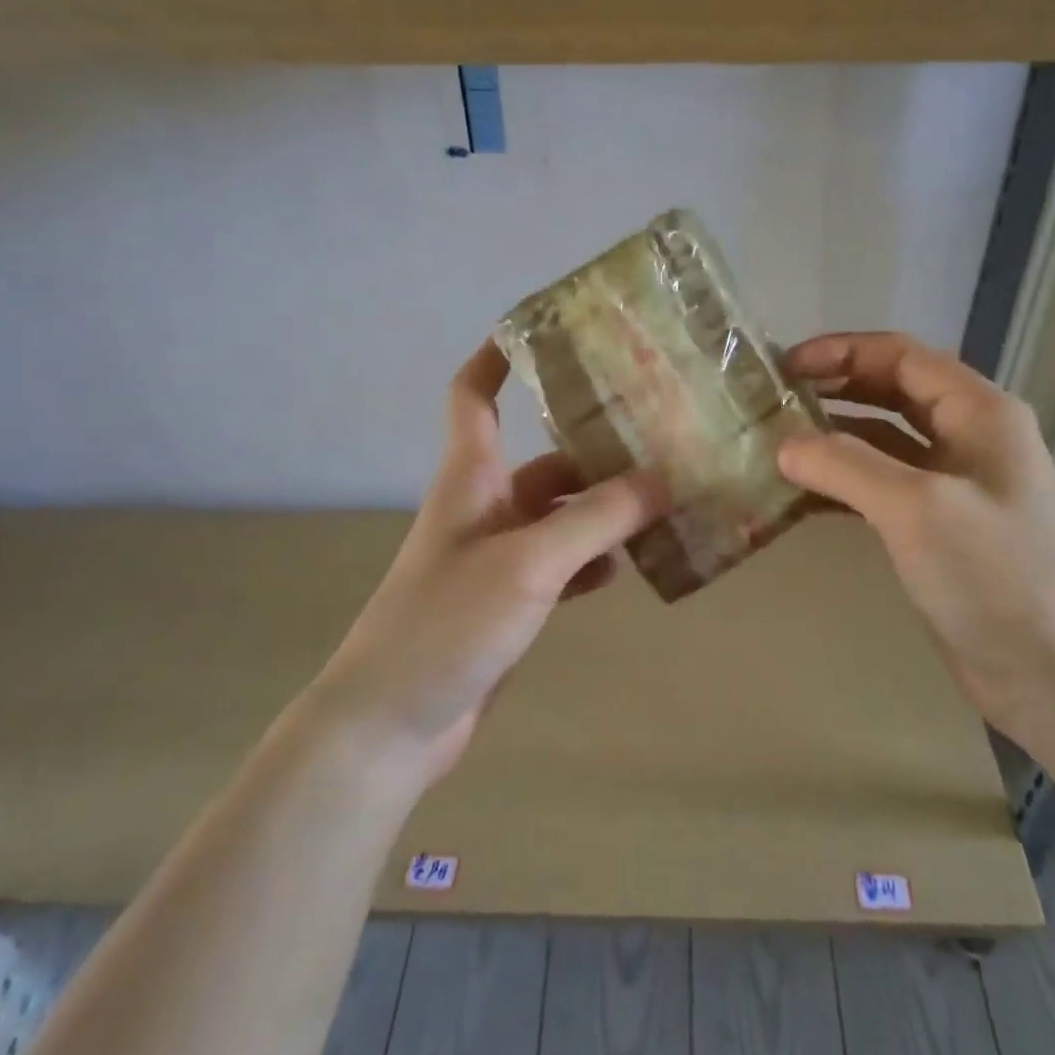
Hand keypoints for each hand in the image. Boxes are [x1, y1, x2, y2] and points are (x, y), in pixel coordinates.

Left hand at [316, 340, 666, 786]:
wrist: (391, 725)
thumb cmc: (448, 623)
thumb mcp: (530, 563)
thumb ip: (597, 519)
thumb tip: (663, 478)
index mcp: (472, 478)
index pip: (474, 396)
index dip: (497, 357)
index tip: (542, 329)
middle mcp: (484, 507)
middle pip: (543, 460)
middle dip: (594, 447)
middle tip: (658, 435)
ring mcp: (497, 556)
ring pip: (560, 514)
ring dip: (603, 507)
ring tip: (663, 499)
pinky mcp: (509, 601)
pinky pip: (561, 563)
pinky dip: (593, 558)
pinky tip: (630, 564)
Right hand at [779, 332, 1054, 741]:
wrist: (1054, 676)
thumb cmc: (995, 575)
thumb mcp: (917, 508)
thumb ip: (845, 465)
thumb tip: (783, 445)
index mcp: (979, 411)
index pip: (901, 355)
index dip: (841, 352)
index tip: (784, 366)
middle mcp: (968, 436)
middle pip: (890, 391)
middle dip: (833, 389)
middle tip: (774, 400)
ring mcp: (954, 483)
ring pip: (882, 440)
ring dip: (832, 437)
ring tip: (776, 444)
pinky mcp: (937, 526)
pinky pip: (880, 487)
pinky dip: (841, 484)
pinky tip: (799, 495)